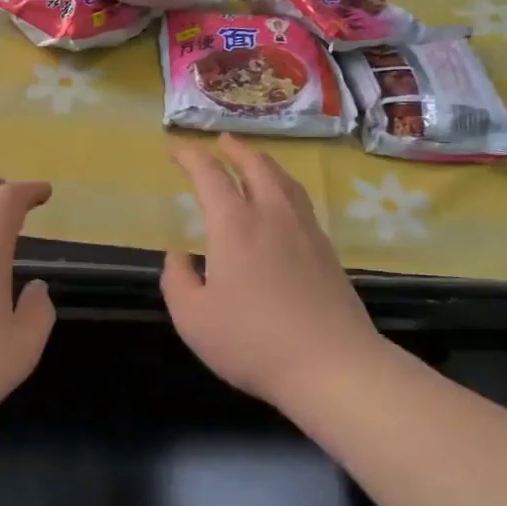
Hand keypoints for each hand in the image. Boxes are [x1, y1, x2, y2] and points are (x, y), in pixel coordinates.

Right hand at [161, 136, 382, 410]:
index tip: (175, 148)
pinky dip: (283, 186)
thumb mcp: (194, 319)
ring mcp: (305, 229)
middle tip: (222, 141)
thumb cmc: (253, 342)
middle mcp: (271, 214)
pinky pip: (300, 200)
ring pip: (283, 179)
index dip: (190, 156)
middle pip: (255, 165)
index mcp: (235, 225)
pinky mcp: (326, 249)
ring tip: (253, 161)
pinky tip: (282, 202)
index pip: (209, 175)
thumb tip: (178, 256)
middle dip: (235, 148)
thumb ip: (178, 281)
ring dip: (263, 162)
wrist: (332, 364)